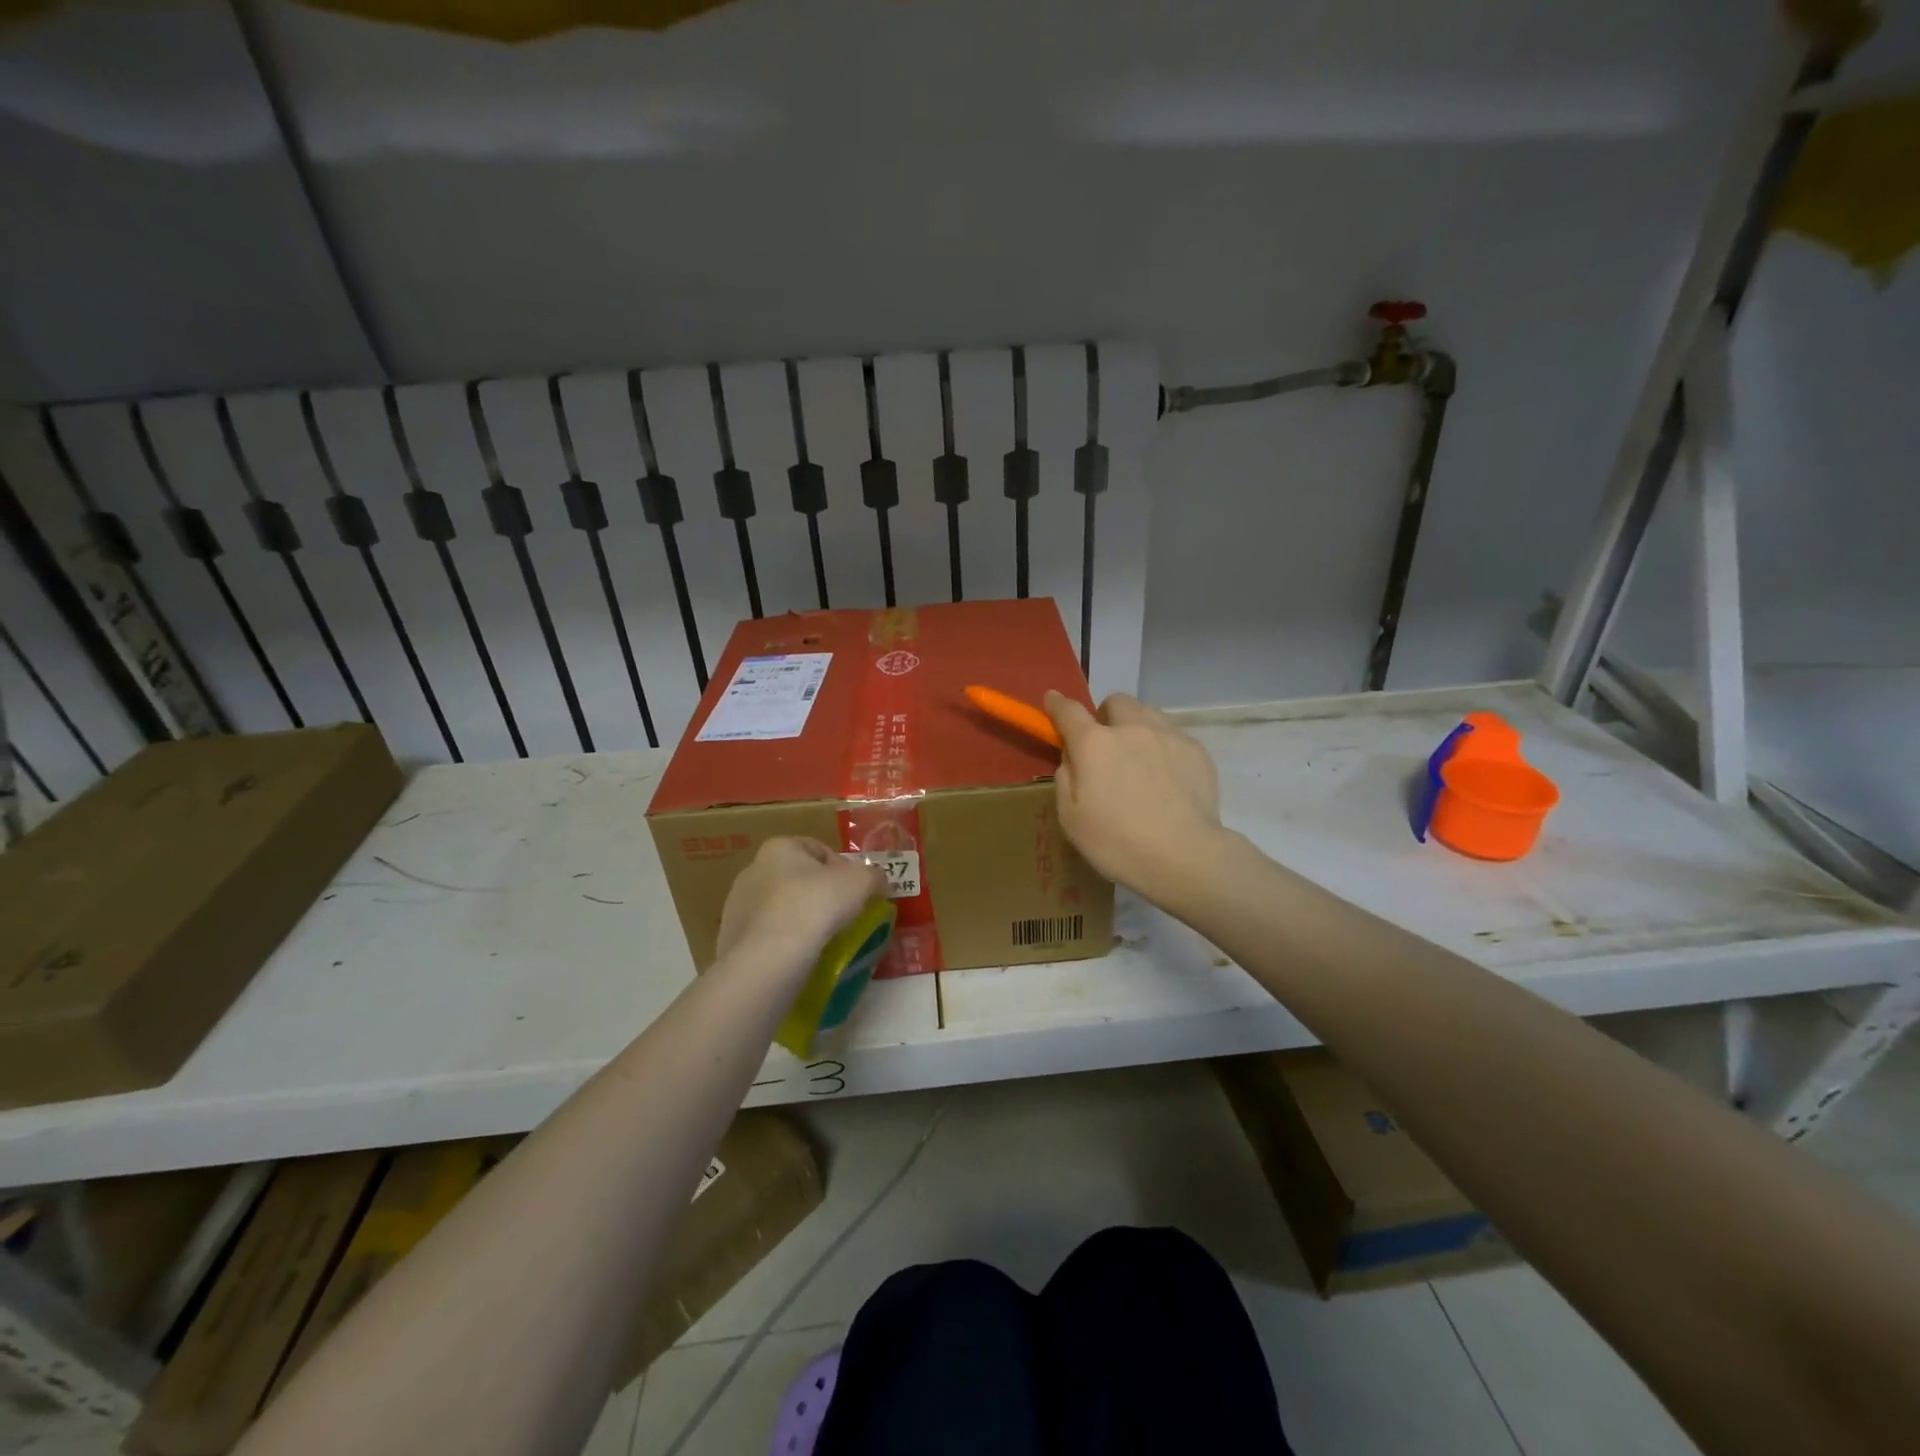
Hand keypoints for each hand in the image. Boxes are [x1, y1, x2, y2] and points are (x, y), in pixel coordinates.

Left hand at [716, 837, 886, 967]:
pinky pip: (765, 934)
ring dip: (799, 918)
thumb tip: (880, 880)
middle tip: (841, 915)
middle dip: (818, 893)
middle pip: (796, 877)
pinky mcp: (730, 937)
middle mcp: (753, 869)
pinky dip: (782, 941)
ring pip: (779, 907)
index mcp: (780, 847)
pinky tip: (798, 956)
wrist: (769, 958)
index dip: (842, 868)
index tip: (856, 892)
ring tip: (820, 940)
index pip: (818, 849)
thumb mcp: (861, 883)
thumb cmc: (816, 906)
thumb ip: (874, 876)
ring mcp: (737, 905)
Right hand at [1044, 691, 1226, 901]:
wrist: (1185, 857)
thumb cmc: (1118, 843)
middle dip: (1105, 716)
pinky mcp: (1196, 750)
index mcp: (1094, 744)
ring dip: (1135, 726)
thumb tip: (1072, 757)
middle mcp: (1131, 728)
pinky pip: (1172, 735)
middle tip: (1105, 745)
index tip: (1052, 701)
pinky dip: (1162, 746)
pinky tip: (1166, 777)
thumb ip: (1066, 777)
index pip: (1069, 711)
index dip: (1057, 704)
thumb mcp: (1071, 818)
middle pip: (1115, 702)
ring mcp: (1168, 736)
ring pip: (1146, 712)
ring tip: (1138, 758)